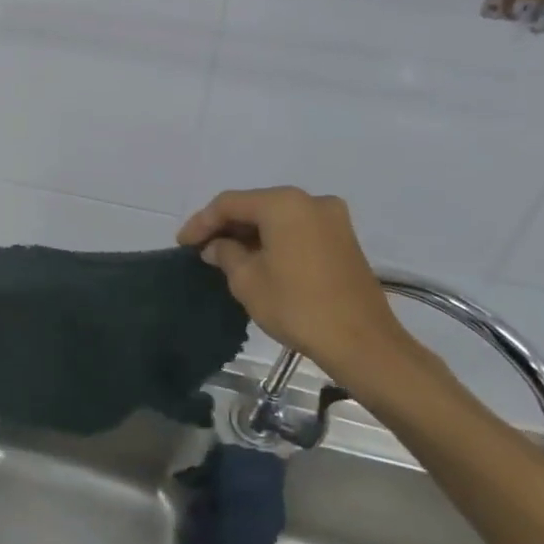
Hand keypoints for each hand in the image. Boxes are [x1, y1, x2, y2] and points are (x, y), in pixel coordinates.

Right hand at [178, 187, 419, 387]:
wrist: (361, 342)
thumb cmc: (296, 306)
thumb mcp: (247, 280)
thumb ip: (225, 254)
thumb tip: (217, 246)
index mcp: (284, 204)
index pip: (229, 203)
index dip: (201, 222)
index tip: (182, 244)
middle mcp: (311, 201)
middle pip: (255, 205)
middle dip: (226, 225)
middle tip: (201, 247)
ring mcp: (332, 219)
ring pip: (277, 218)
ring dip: (249, 233)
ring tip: (224, 255)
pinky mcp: (343, 239)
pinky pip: (297, 229)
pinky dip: (273, 239)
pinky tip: (255, 258)